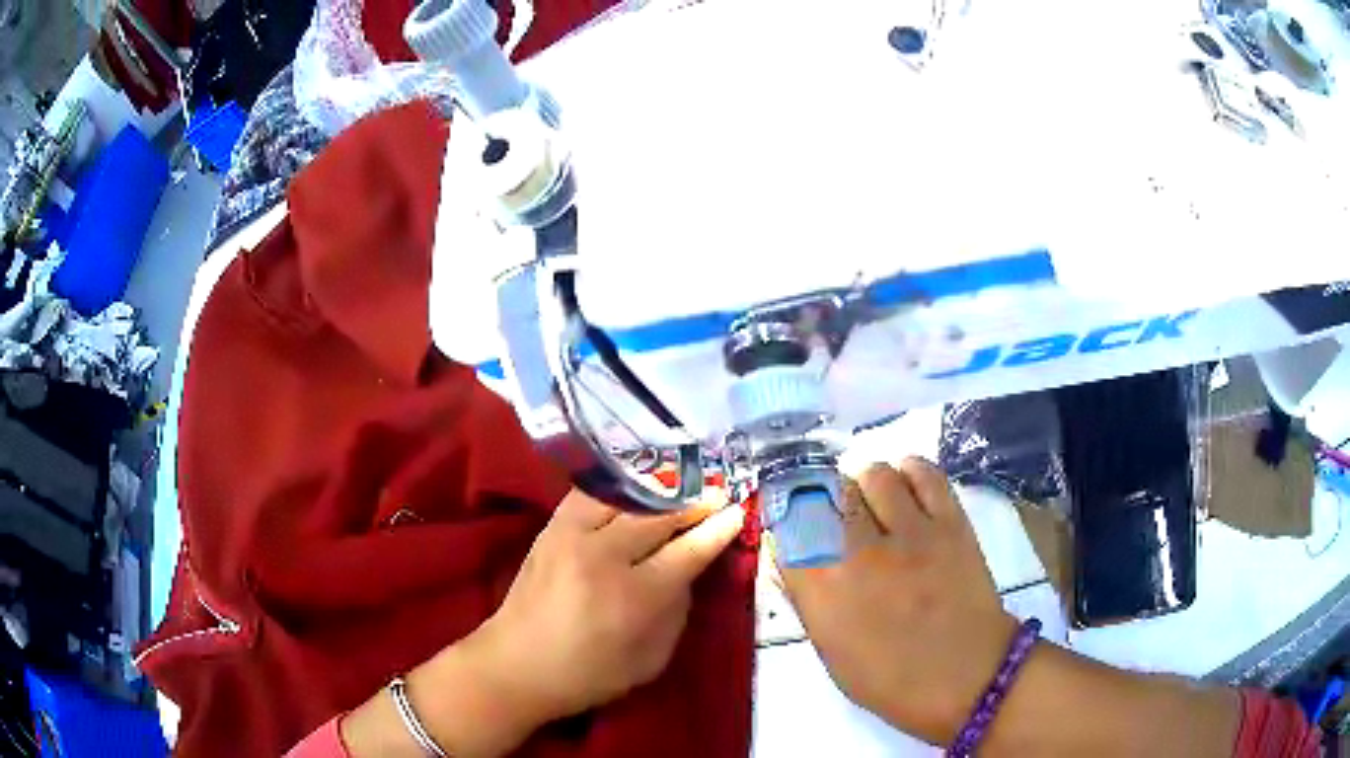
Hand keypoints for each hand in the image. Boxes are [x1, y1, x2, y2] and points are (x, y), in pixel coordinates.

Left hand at [470, 489, 746, 730]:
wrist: (515, 664)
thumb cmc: (588, 675)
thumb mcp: (650, 660)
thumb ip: (676, 611)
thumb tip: (688, 570)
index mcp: (634, 597)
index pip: (687, 551)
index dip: (717, 530)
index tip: (738, 512)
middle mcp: (603, 556)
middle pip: (659, 516)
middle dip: (695, 503)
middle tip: (718, 495)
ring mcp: (572, 536)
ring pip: (626, 497)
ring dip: (660, 490)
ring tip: (682, 488)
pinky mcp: (551, 528)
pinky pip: (591, 494)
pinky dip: (619, 488)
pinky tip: (635, 489)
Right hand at [781, 457, 1015, 744]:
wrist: (967, 678)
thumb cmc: (891, 680)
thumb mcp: (832, 653)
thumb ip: (807, 600)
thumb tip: (787, 559)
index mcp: (824, 592)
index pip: (786, 525)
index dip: (783, 515)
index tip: (791, 520)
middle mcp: (860, 553)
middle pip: (826, 491)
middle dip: (824, 498)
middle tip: (835, 516)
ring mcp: (910, 533)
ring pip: (873, 473)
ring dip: (865, 483)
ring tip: (872, 501)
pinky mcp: (950, 522)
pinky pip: (923, 473)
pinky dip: (909, 471)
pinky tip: (905, 488)